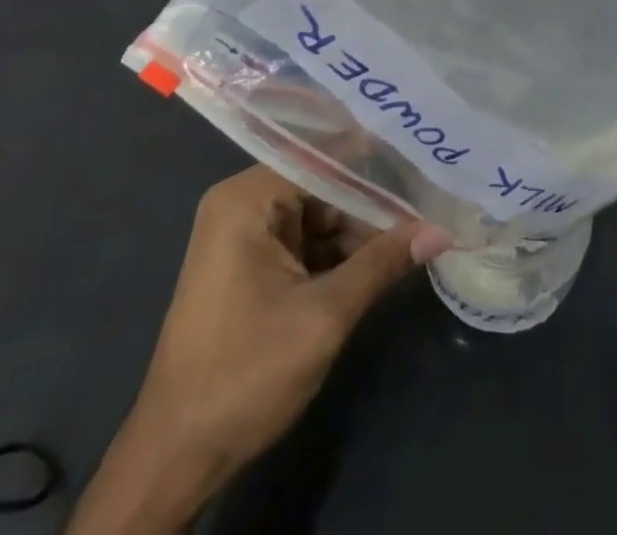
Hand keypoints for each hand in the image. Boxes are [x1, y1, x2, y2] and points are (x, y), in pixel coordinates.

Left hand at [69, 167, 449, 532]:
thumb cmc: (245, 374)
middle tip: (428, 202)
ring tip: (418, 229)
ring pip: (317, 217)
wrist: (176, 458)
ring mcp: (244, 238)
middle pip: (321, 186)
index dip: (373, 161)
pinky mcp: (250, 269)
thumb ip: (381, 263)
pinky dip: (339, 255)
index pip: (322, 158)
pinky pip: (305, 244)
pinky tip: (383, 260)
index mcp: (247, 199)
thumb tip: (440, 230)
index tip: (422, 160)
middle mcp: (242, 206)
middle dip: (371, 202)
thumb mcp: (324, 316)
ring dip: (359, 232)